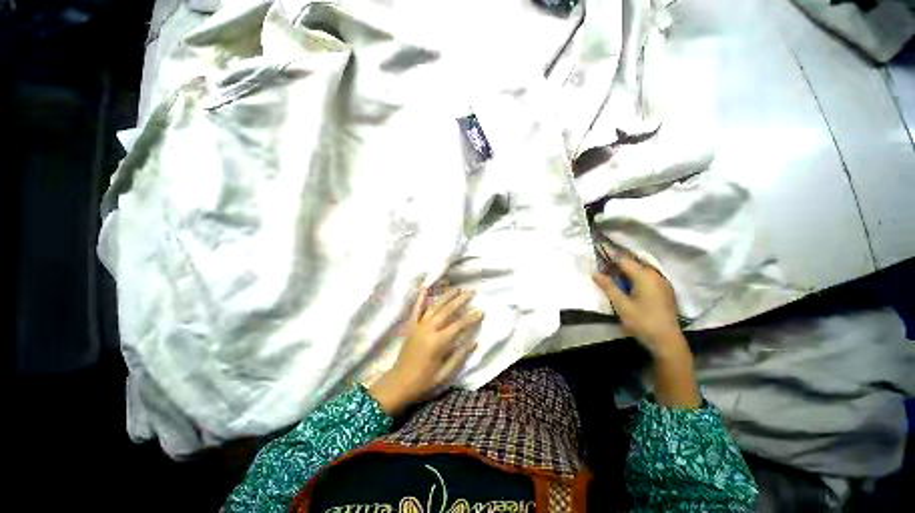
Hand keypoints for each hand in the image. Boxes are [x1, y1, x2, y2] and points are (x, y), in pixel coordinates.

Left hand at [369, 288, 483, 415]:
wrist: (398, 383)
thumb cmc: (424, 381)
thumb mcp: (445, 374)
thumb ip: (460, 356)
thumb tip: (475, 342)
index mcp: (438, 342)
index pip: (458, 326)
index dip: (471, 318)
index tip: (481, 311)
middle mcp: (428, 330)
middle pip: (447, 311)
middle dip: (460, 300)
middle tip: (472, 292)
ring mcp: (418, 326)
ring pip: (434, 306)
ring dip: (446, 296)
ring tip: (457, 288)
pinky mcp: (411, 326)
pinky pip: (416, 309)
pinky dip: (420, 298)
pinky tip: (425, 288)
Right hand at [592, 255, 687, 359]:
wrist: (667, 341)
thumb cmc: (642, 322)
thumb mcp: (621, 305)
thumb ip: (608, 286)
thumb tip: (595, 273)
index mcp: (644, 276)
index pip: (624, 259)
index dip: (609, 259)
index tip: (598, 264)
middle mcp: (655, 275)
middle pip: (634, 262)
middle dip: (618, 264)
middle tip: (604, 271)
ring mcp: (662, 282)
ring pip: (641, 269)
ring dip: (627, 270)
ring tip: (614, 278)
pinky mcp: (665, 290)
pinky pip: (648, 276)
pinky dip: (636, 276)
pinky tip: (629, 286)